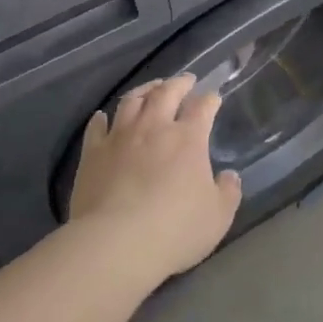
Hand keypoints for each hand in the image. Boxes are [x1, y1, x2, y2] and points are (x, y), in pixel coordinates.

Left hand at [69, 74, 243, 278]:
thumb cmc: (175, 229)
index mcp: (187, 138)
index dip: (210, 100)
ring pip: (131, 101)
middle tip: (185, 80)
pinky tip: (102, 116)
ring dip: (144, 90)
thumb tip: (230, 176)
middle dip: (178, 83)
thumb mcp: (218, 217)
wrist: (116, 241)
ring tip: (151, 88)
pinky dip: (101, 118)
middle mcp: (153, 127)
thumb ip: (227, 192)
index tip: (214, 97)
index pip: (202, 108)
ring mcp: (119, 137)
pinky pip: (96, 127)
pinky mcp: (92, 152)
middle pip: (166, 93)